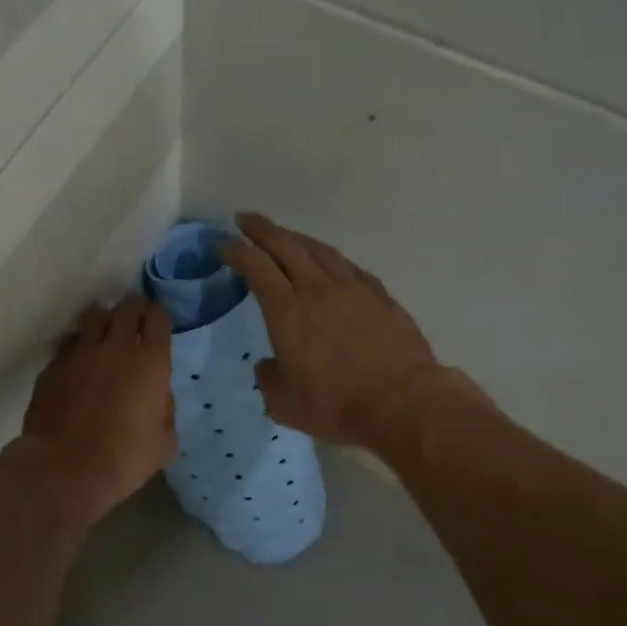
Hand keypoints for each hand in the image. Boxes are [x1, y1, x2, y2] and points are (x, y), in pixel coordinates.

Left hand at [15, 293, 176, 526]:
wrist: (65, 469)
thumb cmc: (124, 459)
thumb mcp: (164, 442)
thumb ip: (166, 409)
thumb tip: (158, 394)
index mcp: (150, 362)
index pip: (158, 318)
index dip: (159, 315)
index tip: (159, 321)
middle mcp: (116, 347)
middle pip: (127, 308)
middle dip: (135, 308)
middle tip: (136, 317)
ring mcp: (80, 353)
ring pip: (95, 316)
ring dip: (105, 319)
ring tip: (106, 330)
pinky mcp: (53, 366)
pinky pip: (69, 342)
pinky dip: (78, 344)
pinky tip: (79, 358)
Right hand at [221, 212, 450, 450]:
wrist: (404, 403)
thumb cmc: (337, 405)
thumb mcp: (285, 404)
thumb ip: (268, 380)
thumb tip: (267, 365)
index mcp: (287, 311)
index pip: (255, 266)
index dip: (235, 250)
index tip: (222, 244)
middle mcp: (317, 289)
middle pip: (286, 245)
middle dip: (261, 229)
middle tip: (245, 219)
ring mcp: (352, 288)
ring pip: (319, 250)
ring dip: (297, 238)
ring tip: (285, 235)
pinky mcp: (380, 296)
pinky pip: (348, 267)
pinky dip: (330, 259)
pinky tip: (330, 263)